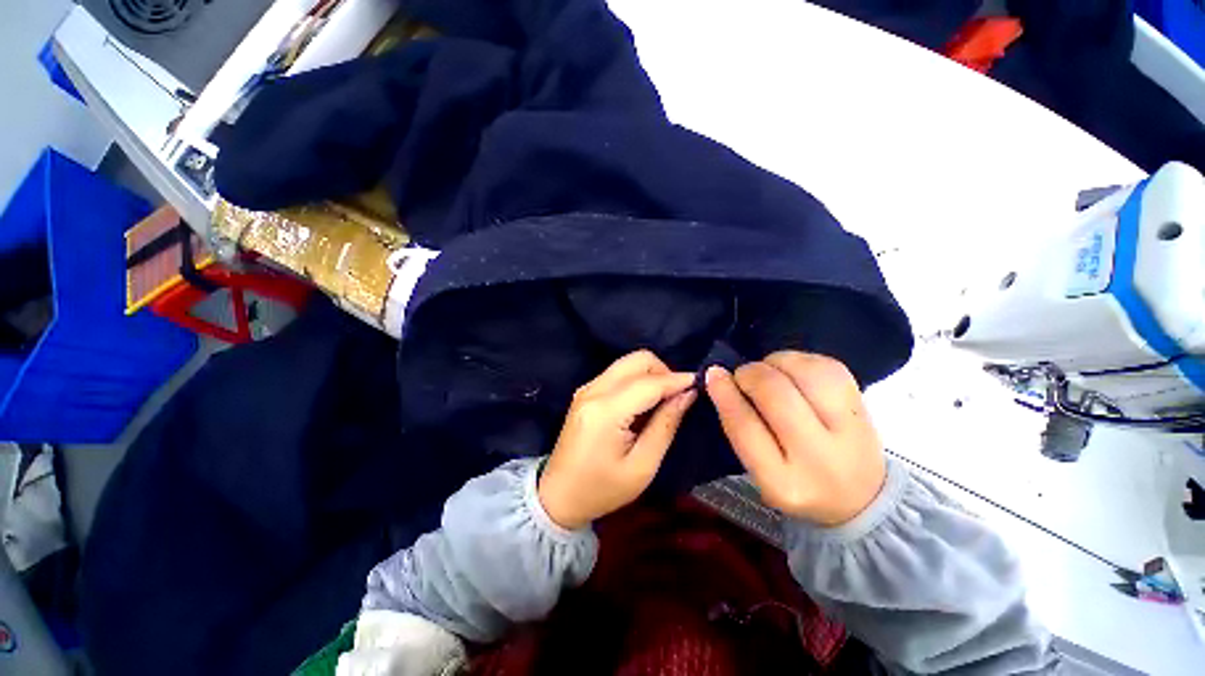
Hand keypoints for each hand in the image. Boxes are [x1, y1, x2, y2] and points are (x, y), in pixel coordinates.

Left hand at [539, 350, 696, 529]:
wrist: (558, 495)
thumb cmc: (602, 489)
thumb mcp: (642, 466)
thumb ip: (666, 425)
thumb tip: (687, 394)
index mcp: (606, 411)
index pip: (649, 382)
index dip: (677, 380)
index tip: (700, 384)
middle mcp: (594, 390)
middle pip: (637, 359)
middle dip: (663, 372)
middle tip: (678, 397)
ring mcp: (587, 388)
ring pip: (628, 362)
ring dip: (651, 375)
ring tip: (663, 402)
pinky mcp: (586, 391)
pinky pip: (618, 373)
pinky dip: (637, 380)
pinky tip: (643, 403)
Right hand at [705, 351, 885, 526]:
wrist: (860, 498)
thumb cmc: (795, 481)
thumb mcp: (758, 469)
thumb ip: (739, 426)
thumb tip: (718, 377)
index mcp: (783, 484)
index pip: (745, 427)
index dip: (725, 393)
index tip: (713, 374)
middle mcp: (820, 459)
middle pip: (776, 395)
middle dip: (751, 374)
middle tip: (742, 375)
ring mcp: (850, 432)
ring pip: (806, 374)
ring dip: (776, 362)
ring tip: (769, 371)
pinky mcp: (864, 407)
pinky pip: (828, 367)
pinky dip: (801, 360)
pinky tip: (792, 370)